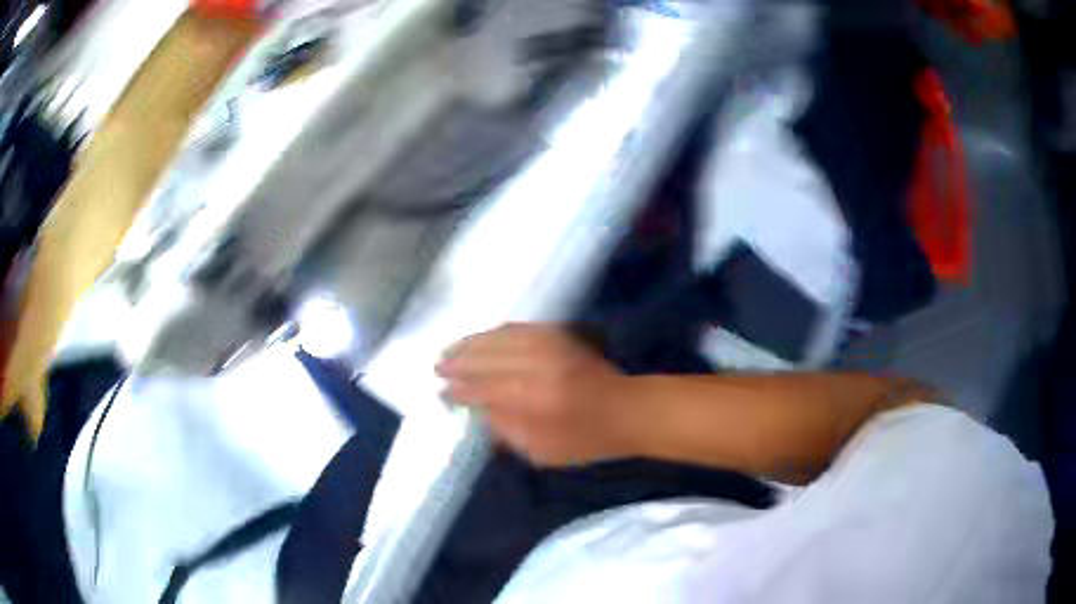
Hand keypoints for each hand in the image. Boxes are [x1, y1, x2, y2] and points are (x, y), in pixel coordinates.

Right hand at [436, 323, 635, 466]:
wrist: (628, 411)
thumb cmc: (586, 440)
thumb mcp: (543, 451)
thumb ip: (506, 431)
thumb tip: (477, 411)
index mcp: (536, 401)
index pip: (486, 390)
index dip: (460, 391)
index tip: (442, 393)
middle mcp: (541, 368)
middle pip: (489, 358)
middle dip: (460, 362)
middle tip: (438, 366)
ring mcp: (552, 348)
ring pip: (501, 338)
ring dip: (472, 342)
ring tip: (451, 349)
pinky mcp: (560, 337)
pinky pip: (520, 328)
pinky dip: (496, 331)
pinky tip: (482, 337)